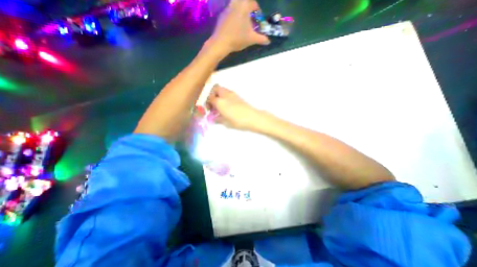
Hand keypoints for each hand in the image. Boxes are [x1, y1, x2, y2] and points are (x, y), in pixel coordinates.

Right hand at [205, 84, 264, 129]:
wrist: (252, 117)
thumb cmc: (238, 121)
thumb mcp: (225, 122)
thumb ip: (218, 119)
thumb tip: (214, 118)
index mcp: (219, 102)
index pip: (209, 98)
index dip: (207, 103)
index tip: (209, 110)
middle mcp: (225, 95)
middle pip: (215, 89)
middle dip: (212, 94)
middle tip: (213, 103)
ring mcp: (232, 94)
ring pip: (222, 89)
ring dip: (219, 95)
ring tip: (220, 105)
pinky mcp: (238, 96)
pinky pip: (228, 93)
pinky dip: (225, 96)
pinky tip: (228, 105)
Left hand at [209, 0, 269, 53]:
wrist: (221, 42)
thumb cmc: (237, 38)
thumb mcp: (251, 39)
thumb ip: (261, 39)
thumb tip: (268, 41)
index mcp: (244, 6)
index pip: (254, 4)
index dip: (258, 11)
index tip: (259, 19)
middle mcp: (235, 3)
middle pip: (245, 2)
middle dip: (249, 9)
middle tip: (251, 19)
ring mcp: (227, 8)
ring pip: (236, 5)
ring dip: (241, 11)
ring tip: (243, 22)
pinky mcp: (222, 15)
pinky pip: (230, 11)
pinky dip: (234, 15)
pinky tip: (234, 25)